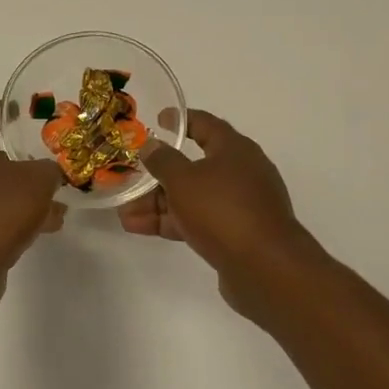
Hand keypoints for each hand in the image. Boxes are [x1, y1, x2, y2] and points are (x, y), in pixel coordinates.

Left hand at [0, 101, 65, 305]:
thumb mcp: (36, 182)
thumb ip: (50, 170)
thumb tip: (51, 173)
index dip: (3, 108)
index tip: (25, 110)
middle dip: (23, 159)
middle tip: (51, 161)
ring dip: (25, 195)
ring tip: (59, 203)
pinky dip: (18, 219)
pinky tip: (46, 229)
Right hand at [119, 109, 315, 318]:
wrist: (265, 268)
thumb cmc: (222, 210)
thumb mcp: (184, 180)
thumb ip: (163, 160)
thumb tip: (151, 145)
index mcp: (235, 150)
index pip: (205, 125)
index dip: (180, 121)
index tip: (157, 120)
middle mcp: (240, 173)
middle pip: (193, 166)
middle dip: (158, 175)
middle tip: (129, 178)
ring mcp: (239, 206)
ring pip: (192, 198)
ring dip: (158, 203)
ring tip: (123, 213)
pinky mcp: (234, 234)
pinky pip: (197, 220)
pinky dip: (171, 221)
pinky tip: (139, 228)